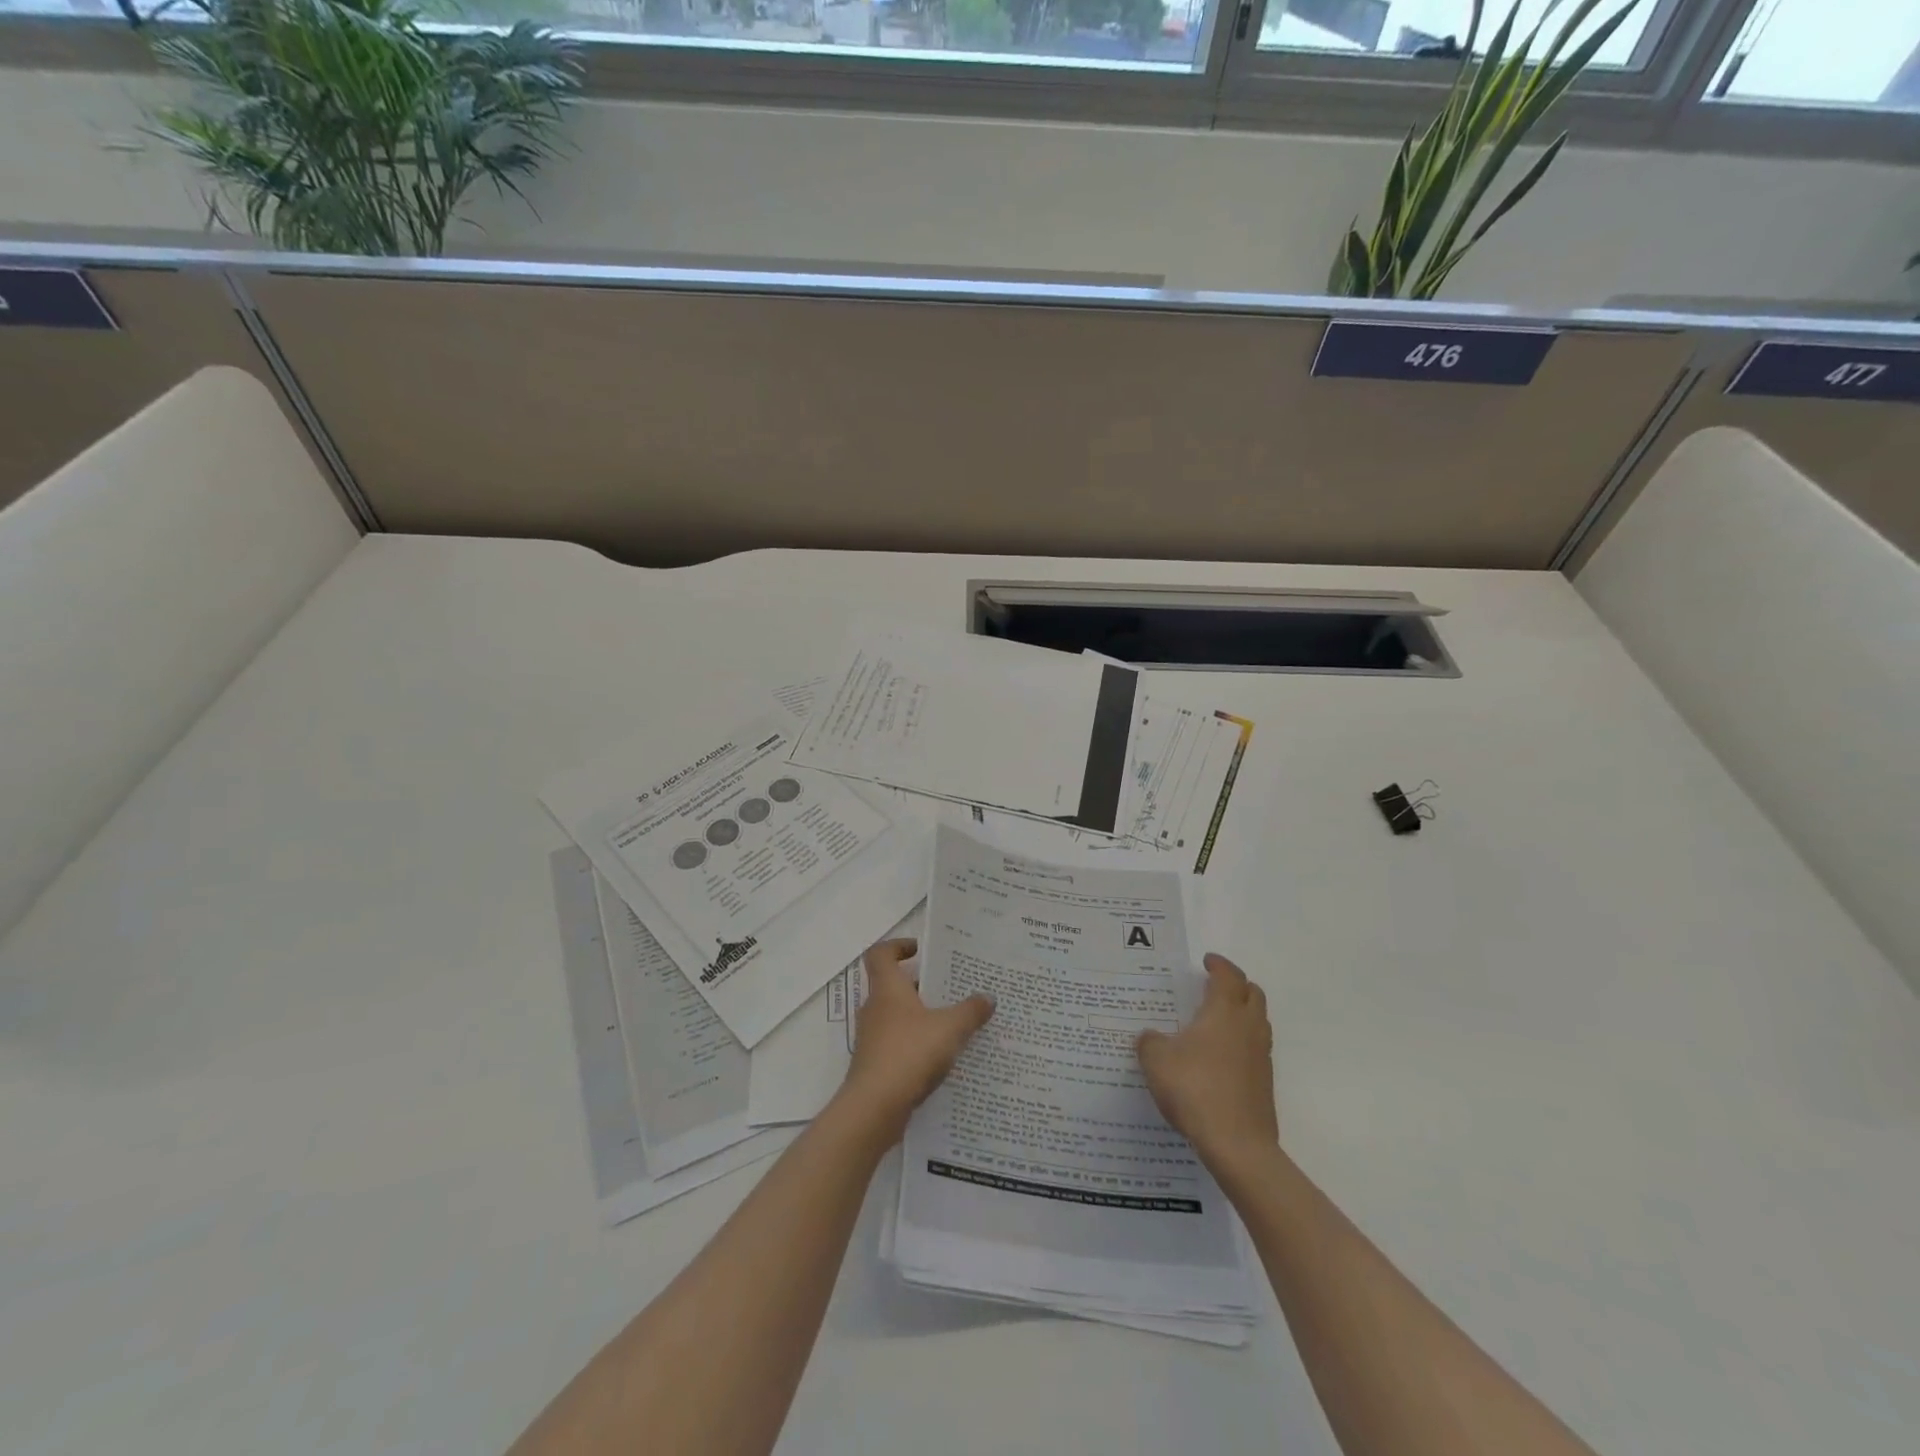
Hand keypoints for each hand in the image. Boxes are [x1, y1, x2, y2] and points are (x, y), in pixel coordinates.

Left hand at [839, 938, 993, 1140]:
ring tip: (954, 1023)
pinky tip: (942, 1058)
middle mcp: (875, 1008)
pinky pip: (898, 1044)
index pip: (881, 954)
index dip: (897, 946)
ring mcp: (872, 1038)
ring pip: (898, 1017)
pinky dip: (917, 1044)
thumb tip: (987, 997)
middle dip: (921, 986)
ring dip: (921, 1017)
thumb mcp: (949, 1028)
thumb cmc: (909, 1053)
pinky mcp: (875, 1065)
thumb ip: (970, 1011)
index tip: (919, 949)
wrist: (874, 1108)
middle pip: (894, 986)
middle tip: (951, 988)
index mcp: (887, 989)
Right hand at [1136, 953, 1277, 1174]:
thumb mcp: (1156, 1060)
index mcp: (1223, 1012)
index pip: (1228, 976)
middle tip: (1214, 987)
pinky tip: (1219, 1058)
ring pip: (1258, 1021)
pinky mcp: (1264, 1083)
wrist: (1237, 1145)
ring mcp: (1261, 1056)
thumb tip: (1150, 1037)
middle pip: (1253, 993)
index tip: (1207, 961)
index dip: (1218, 965)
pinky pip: (1255, 1049)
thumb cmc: (1194, 1089)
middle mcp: (1248, 1027)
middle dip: (1236, 985)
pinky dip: (1241, 1043)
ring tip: (1215, 1021)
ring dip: (1242, 1013)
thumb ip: (1150, 1042)